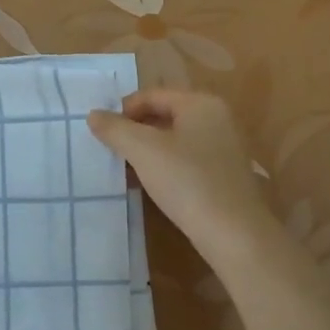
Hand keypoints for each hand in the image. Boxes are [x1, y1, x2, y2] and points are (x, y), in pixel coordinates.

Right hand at [86, 89, 272, 259]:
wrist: (234, 234)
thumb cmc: (187, 182)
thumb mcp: (143, 151)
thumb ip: (116, 129)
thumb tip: (94, 114)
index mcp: (201, 103)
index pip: (152, 95)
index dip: (123, 110)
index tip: (101, 133)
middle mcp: (218, 118)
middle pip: (165, 115)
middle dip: (135, 131)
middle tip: (111, 151)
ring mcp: (225, 147)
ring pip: (176, 139)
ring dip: (148, 151)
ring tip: (126, 170)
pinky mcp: (225, 174)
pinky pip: (188, 160)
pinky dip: (166, 166)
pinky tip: (151, 185)